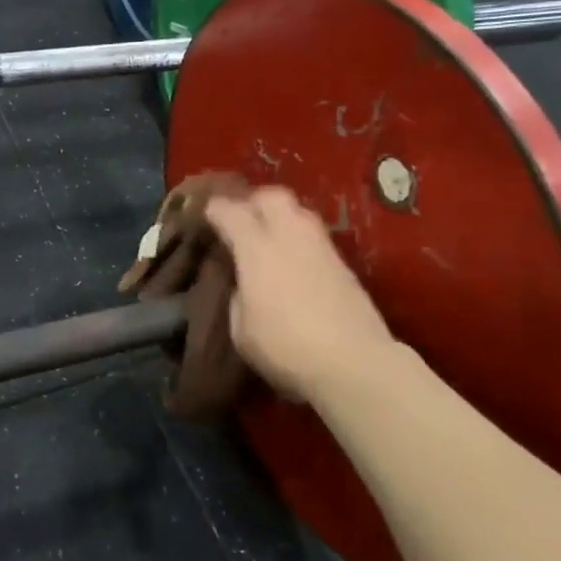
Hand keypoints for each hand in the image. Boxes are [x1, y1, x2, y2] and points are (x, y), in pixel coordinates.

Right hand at [204, 187, 396, 400]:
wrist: (355, 364)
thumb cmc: (286, 349)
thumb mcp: (241, 330)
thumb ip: (236, 296)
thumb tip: (242, 284)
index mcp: (257, 250)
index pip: (230, 212)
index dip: (214, 209)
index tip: (205, 214)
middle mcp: (290, 237)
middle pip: (271, 196)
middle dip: (253, 202)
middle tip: (240, 220)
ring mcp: (321, 247)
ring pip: (298, 210)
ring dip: (280, 216)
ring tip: (267, 238)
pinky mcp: (343, 263)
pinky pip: (314, 235)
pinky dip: (298, 238)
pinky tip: (292, 260)